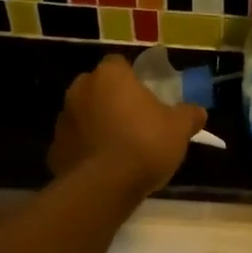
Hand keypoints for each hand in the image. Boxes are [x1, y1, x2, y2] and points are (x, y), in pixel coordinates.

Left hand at [48, 55, 206, 195]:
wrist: (103, 187)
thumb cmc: (144, 144)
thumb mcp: (179, 129)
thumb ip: (189, 115)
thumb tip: (197, 111)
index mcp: (110, 76)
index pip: (119, 64)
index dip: (133, 79)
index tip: (146, 97)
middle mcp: (80, 90)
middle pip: (98, 88)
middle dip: (113, 100)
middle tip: (135, 121)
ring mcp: (63, 120)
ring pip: (85, 115)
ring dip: (98, 125)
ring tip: (120, 148)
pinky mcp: (54, 149)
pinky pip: (75, 143)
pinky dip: (87, 150)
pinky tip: (104, 167)